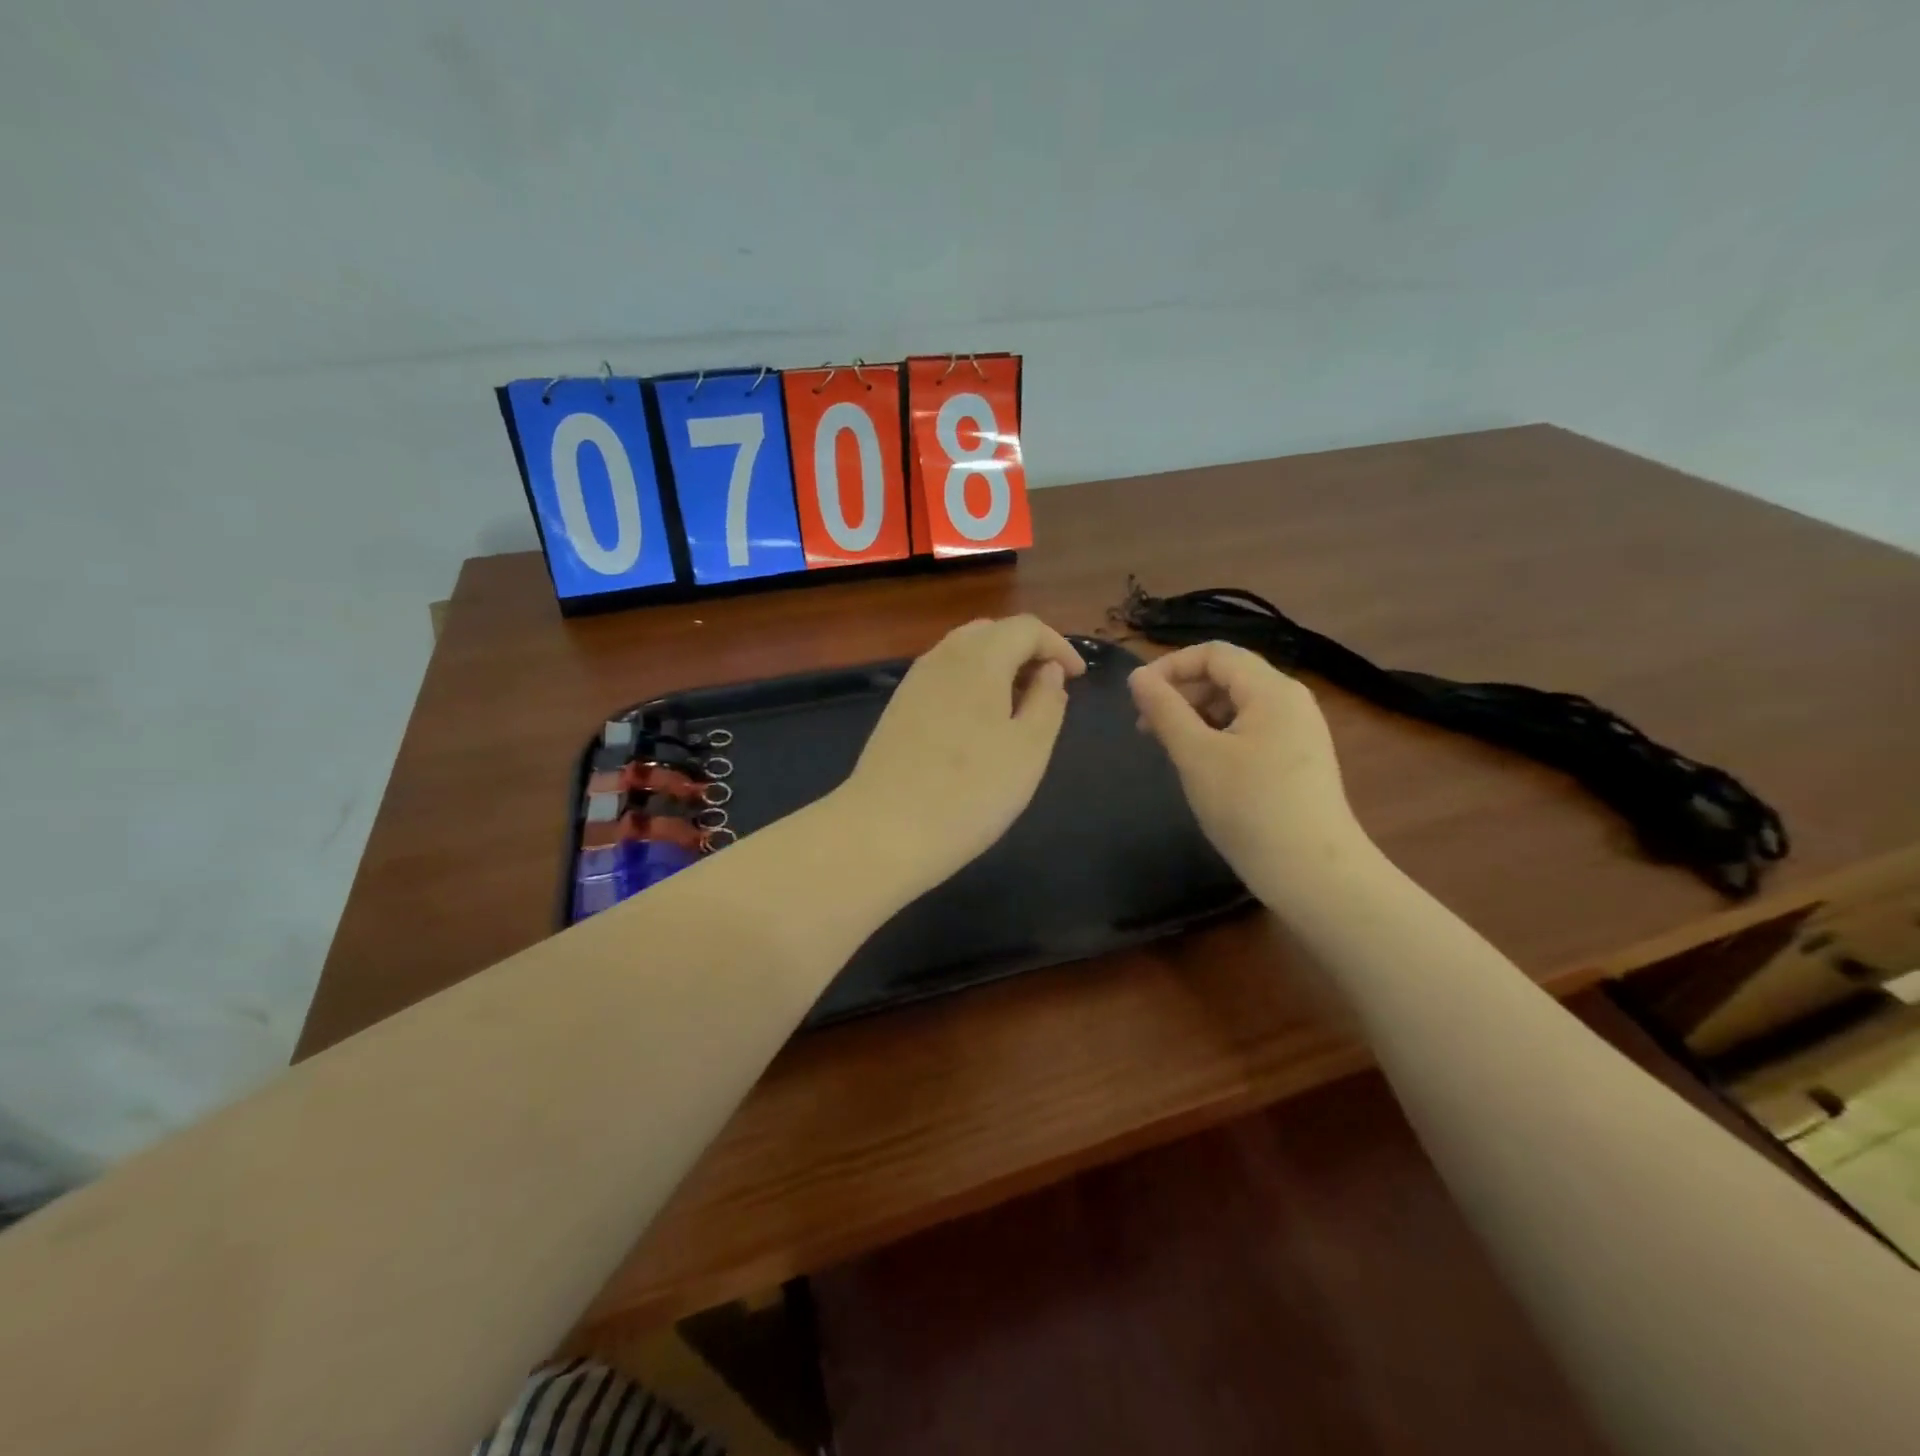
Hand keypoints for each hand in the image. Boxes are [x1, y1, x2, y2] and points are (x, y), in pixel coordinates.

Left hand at [837, 616, 1086, 890]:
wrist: (885, 830)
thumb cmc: (970, 791)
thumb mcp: (1029, 749)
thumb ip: (1048, 702)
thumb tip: (1050, 671)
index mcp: (980, 658)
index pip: (1026, 627)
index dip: (1058, 645)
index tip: (1078, 677)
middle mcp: (943, 657)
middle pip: (991, 632)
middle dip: (1026, 650)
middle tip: (1050, 687)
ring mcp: (914, 681)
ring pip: (963, 652)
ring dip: (997, 666)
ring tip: (1018, 705)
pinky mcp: (898, 707)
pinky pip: (943, 676)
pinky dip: (970, 683)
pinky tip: (978, 721)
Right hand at [1129, 642, 1365, 895]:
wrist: (1313, 874)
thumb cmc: (1250, 808)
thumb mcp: (1196, 756)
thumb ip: (1164, 711)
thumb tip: (1136, 677)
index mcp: (1271, 690)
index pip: (1214, 654)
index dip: (1170, 666)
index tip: (1136, 697)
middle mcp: (1290, 701)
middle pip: (1227, 676)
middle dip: (1181, 692)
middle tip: (1145, 728)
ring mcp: (1298, 732)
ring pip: (1237, 705)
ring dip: (1196, 716)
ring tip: (1168, 748)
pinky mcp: (1298, 760)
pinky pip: (1251, 731)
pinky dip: (1218, 736)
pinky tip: (1201, 766)